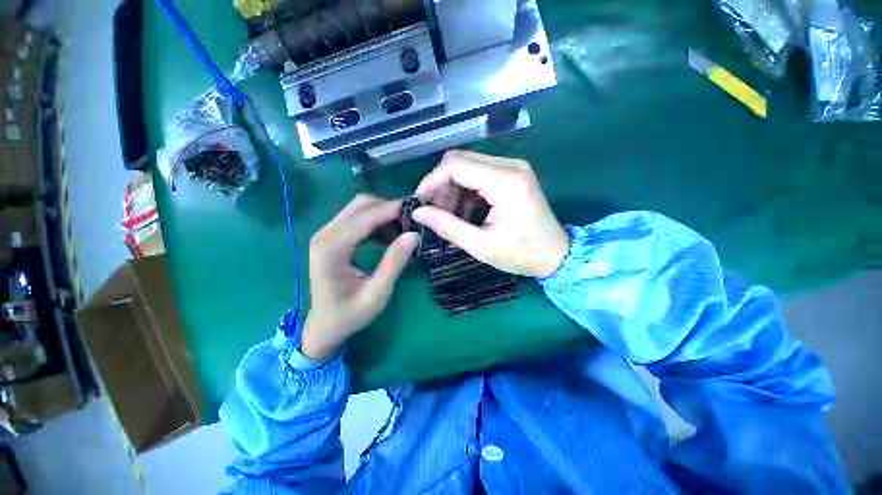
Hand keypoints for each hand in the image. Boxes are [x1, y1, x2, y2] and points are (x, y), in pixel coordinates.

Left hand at [302, 195, 418, 359]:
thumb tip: (414, 235)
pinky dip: (376, 223)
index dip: (392, 210)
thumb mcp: (377, 292)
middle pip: (361, 205)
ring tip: (404, 230)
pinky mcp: (332, 238)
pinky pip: (357, 220)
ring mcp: (327, 234)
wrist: (325, 325)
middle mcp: (325, 234)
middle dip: (389, 208)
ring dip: (384, 214)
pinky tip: (389, 238)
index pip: (365, 217)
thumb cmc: (350, 314)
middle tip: (412, 221)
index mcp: (332, 248)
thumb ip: (394, 262)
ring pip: (359, 209)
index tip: (418, 211)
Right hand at [413, 150, 568, 277]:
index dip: (432, 181)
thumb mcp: (482, 246)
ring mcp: (512, 168)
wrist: (556, 255)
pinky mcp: (512, 175)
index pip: (456, 166)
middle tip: (436, 213)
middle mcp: (510, 166)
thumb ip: (448, 227)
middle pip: (460, 161)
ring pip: (467, 167)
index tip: (419, 202)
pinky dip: (465, 192)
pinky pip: (479, 175)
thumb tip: (418, 212)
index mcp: (505, 182)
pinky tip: (465, 213)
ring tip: (450, 216)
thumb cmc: (522, 254)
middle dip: (441, 186)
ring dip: (452, 189)